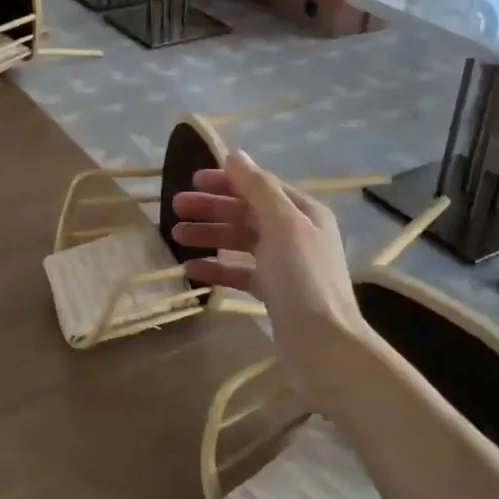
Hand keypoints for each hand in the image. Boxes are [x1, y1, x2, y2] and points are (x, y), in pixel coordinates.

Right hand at [170, 150, 367, 360]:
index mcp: (304, 212)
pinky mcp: (274, 293)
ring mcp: (285, 265)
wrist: (323, 344)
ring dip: (210, 235)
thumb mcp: (282, 224)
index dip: (227, 181)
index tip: (193, 180)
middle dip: (212, 208)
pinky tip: (191, 268)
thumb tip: (235, 154)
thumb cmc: (302, 277)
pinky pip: (241, 272)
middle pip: (247, 213)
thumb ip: (258, 188)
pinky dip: (218, 268)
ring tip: (176, 235)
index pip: (260, 186)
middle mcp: (296, 234)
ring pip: (241, 242)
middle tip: (176, 208)